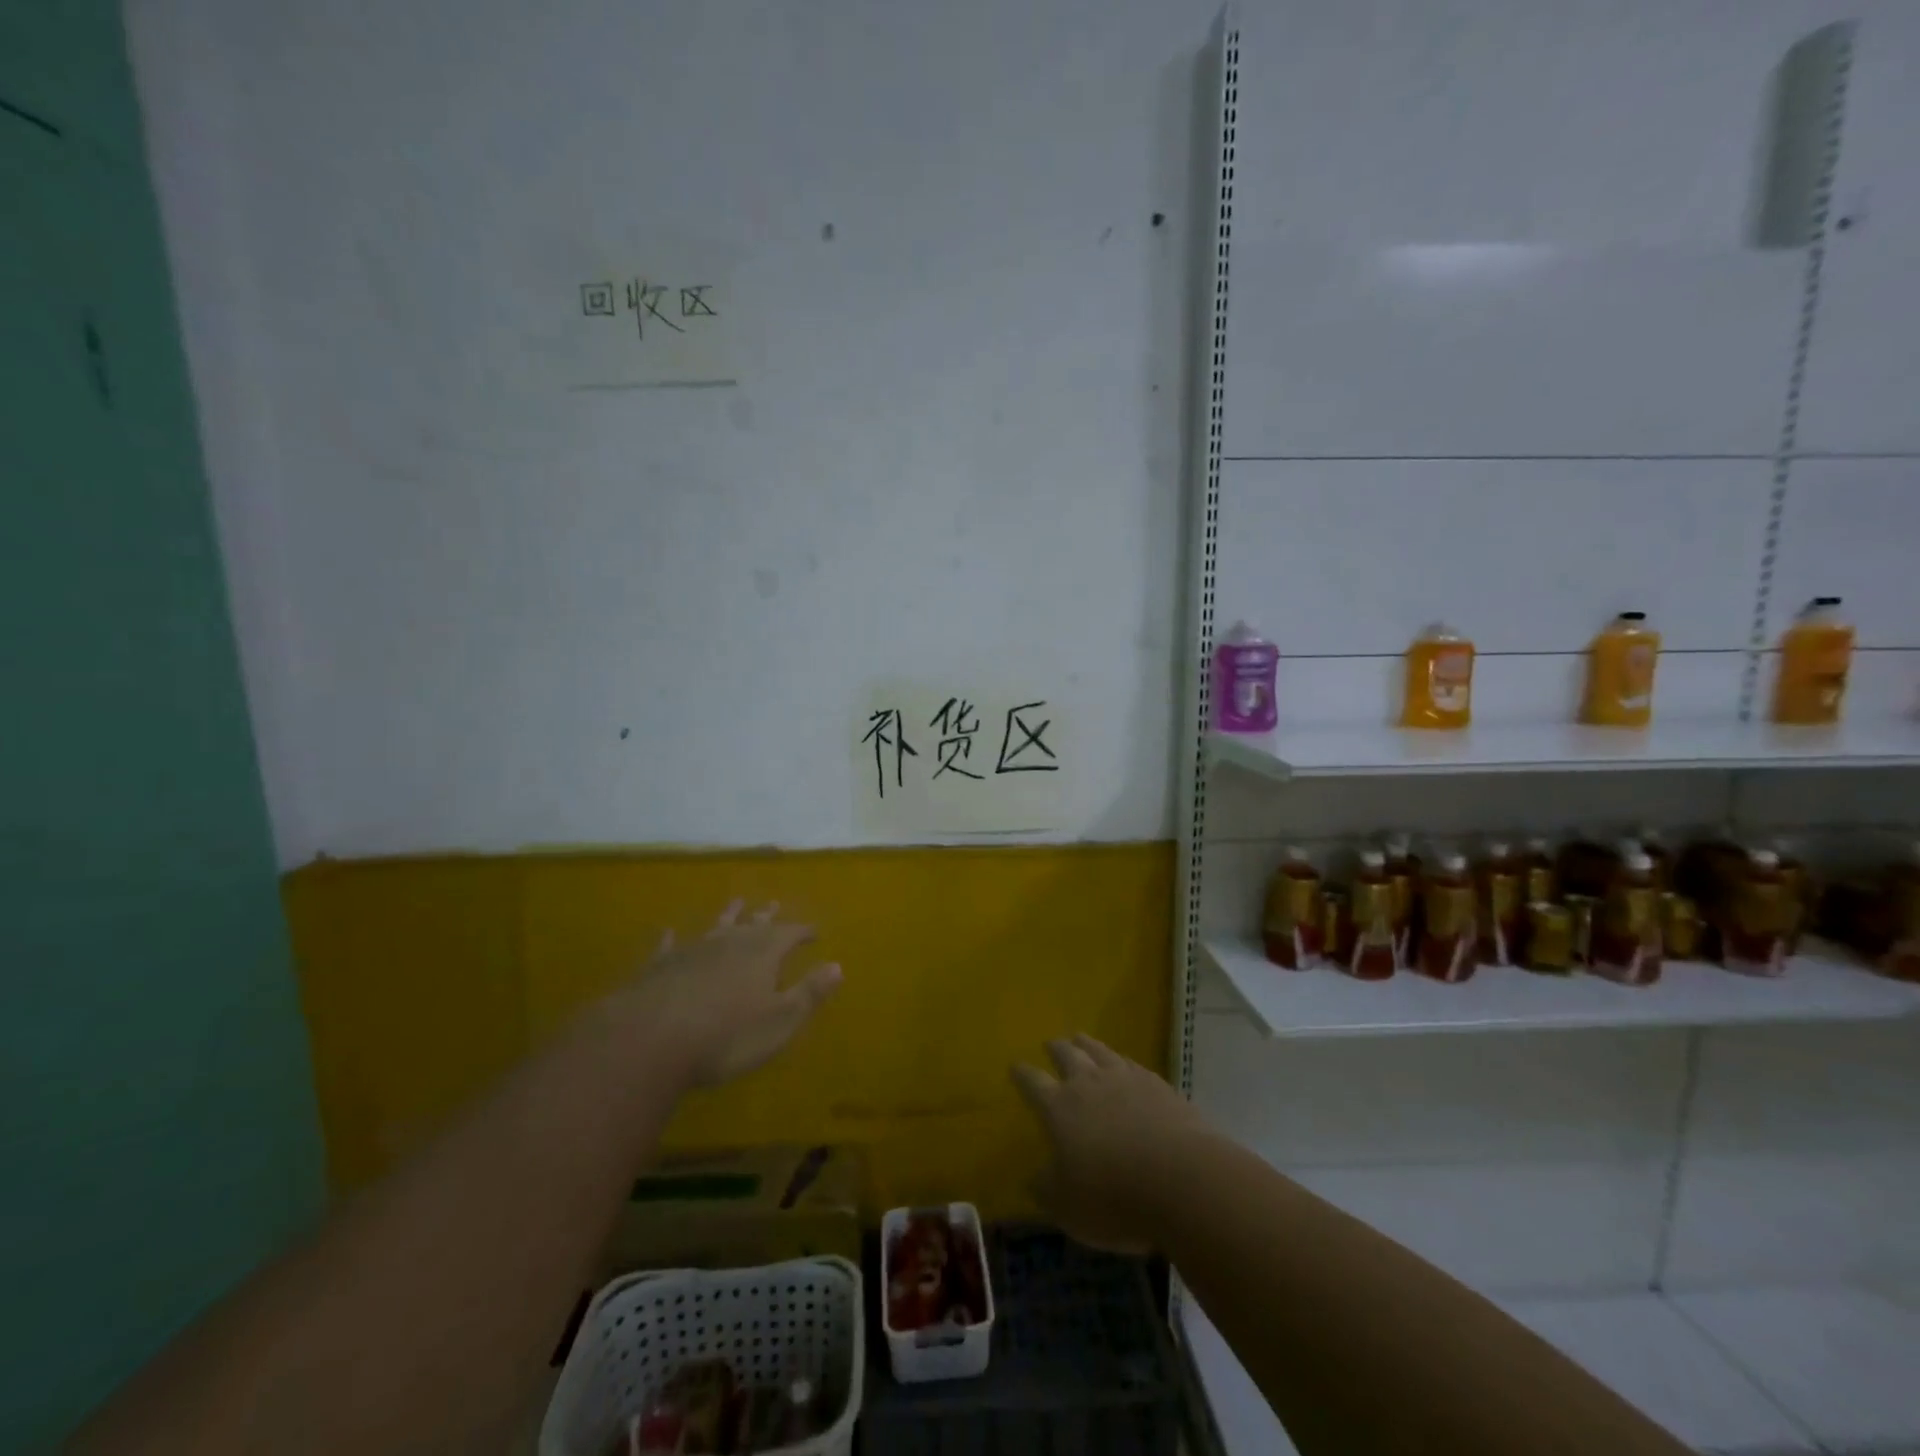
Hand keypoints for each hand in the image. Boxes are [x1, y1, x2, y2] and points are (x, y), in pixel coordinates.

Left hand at [620, 901, 841, 1087]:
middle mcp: (730, 943)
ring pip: (716, 926)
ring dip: (728, 915)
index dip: (803, 931)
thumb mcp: (780, 1021)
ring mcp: (692, 951)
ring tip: (737, 902)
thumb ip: (809, 993)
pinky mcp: (659, 966)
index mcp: (763, 954)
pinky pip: (670, 946)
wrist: (650, 1040)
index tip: (814, 930)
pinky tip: (669, 932)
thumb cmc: (726, 1036)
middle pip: (754, 923)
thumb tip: (838, 966)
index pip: (790, 934)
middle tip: (775, 903)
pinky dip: (673, 939)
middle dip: (767, 916)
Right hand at [1012, 1035, 1210, 1252]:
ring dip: (1087, 1044)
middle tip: (1050, 1043)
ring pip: (1100, 1051)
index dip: (1022, 1074)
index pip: (1033, 1083)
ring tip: (1081, 1038)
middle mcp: (1089, 1083)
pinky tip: (1124, 1065)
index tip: (1015, 1066)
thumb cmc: (1113, 1198)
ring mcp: (1126, 1080)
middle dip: (1055, 1048)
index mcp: (1059, 1107)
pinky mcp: (1158, 1085)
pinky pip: (1132, 1064)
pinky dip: (1121, 1061)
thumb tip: (1034, 1178)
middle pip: (1067, 1055)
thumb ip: (1047, 1189)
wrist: (1182, 1180)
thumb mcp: (1068, 1207)